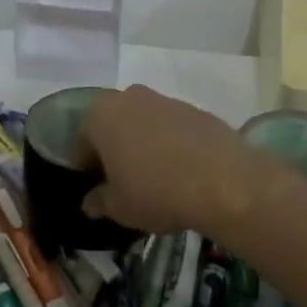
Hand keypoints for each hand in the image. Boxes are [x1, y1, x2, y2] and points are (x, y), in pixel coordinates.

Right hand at [78, 85, 282, 242]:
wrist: (224, 181)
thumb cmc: (156, 192)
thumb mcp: (120, 207)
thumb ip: (99, 202)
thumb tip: (90, 202)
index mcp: (101, 116)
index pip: (81, 143)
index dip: (86, 169)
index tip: (97, 190)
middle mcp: (128, 98)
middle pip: (112, 126)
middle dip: (114, 150)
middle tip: (123, 182)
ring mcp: (164, 100)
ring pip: (143, 124)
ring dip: (142, 145)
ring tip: (156, 178)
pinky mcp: (195, 109)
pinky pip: (171, 128)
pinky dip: (170, 144)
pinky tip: (182, 172)